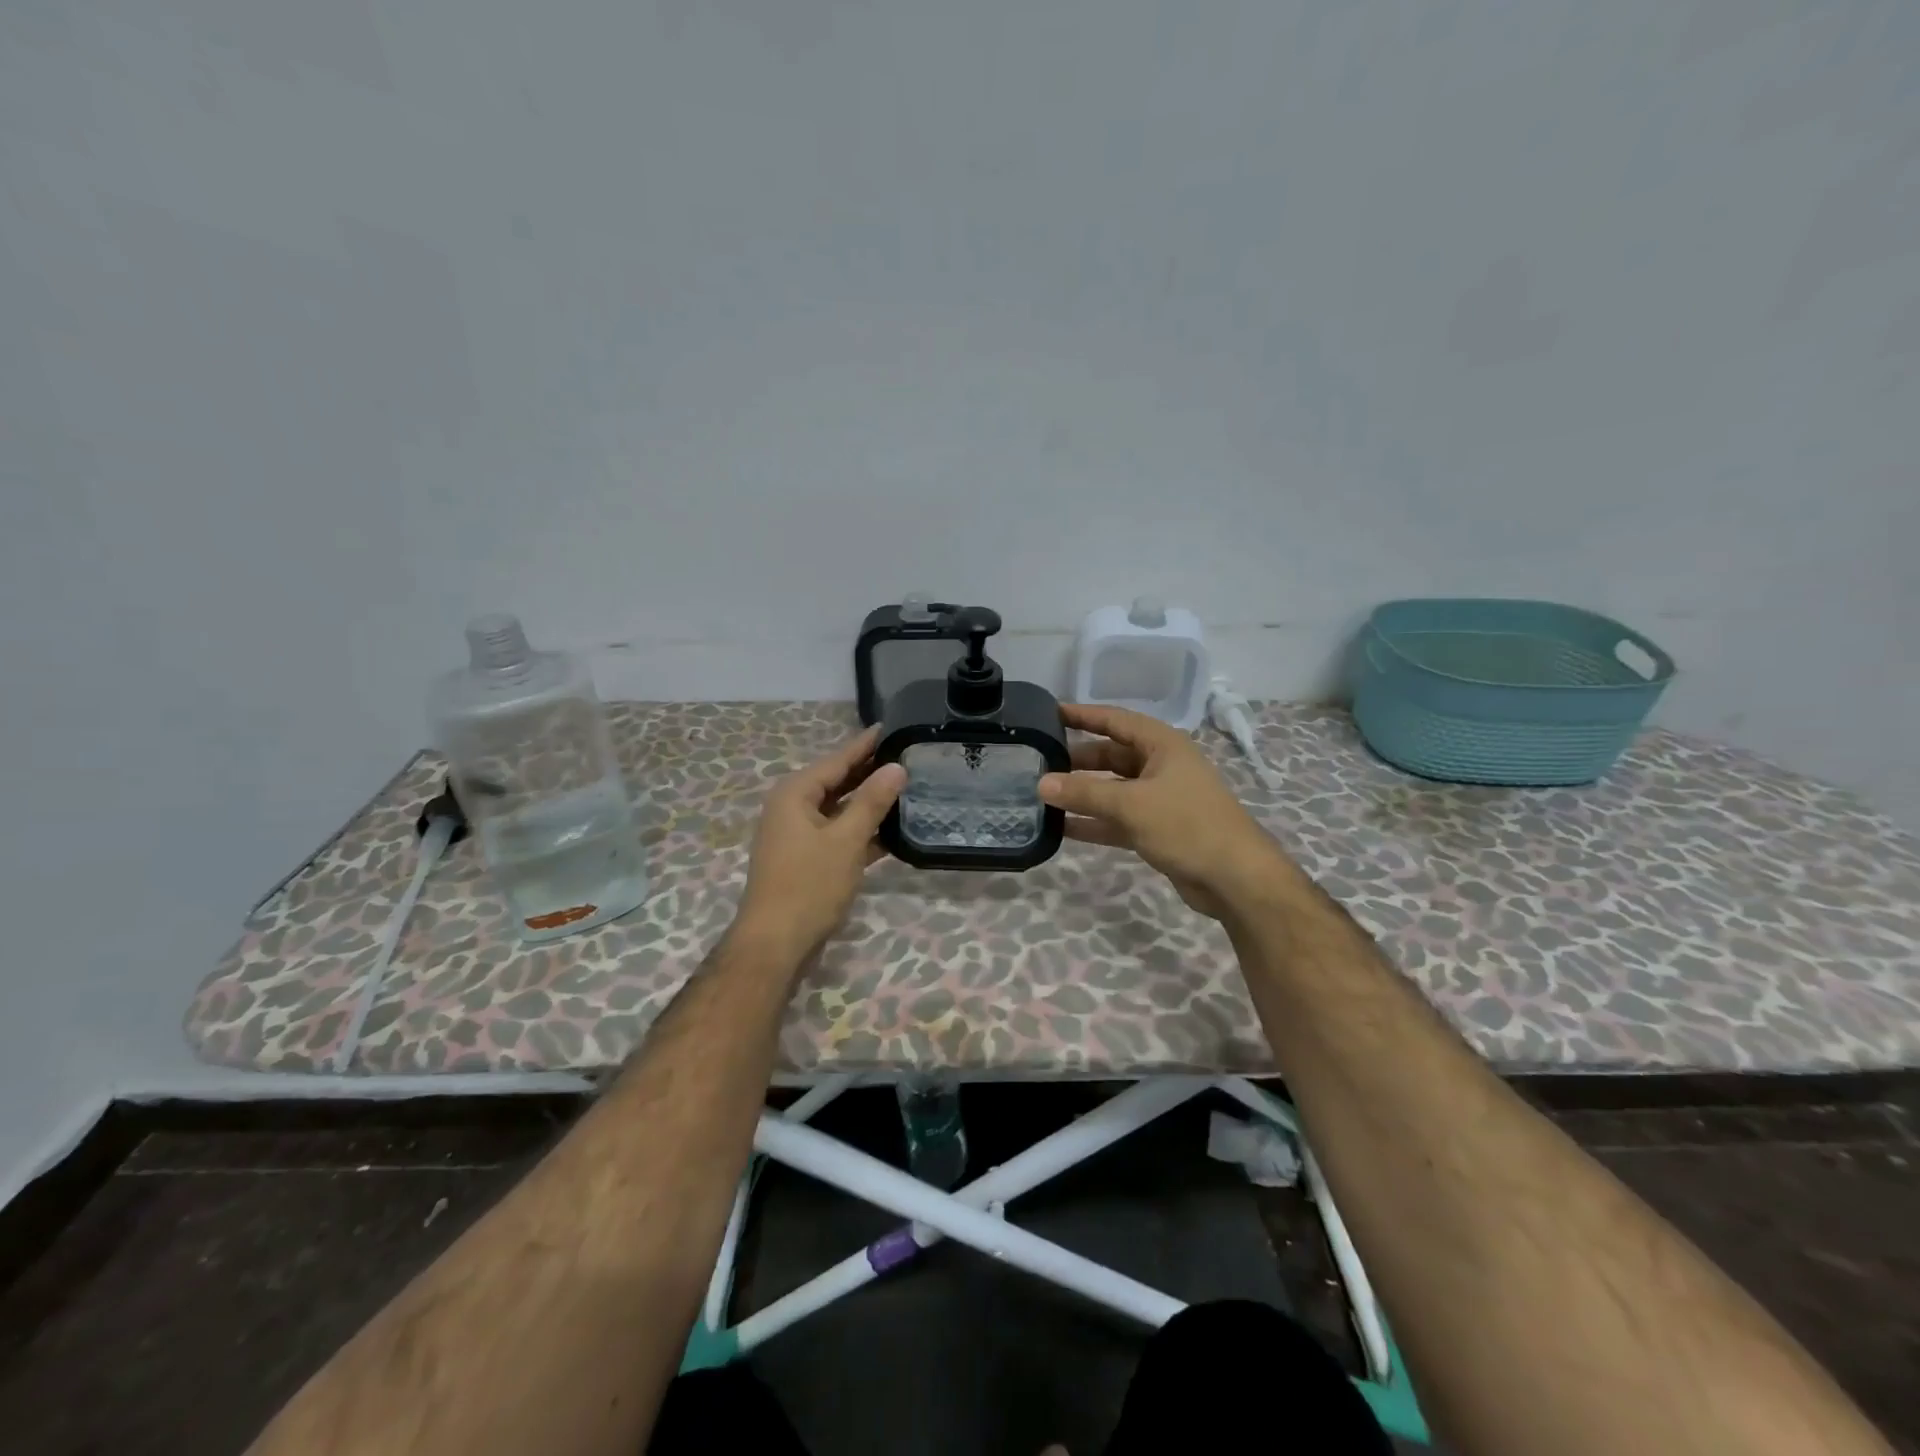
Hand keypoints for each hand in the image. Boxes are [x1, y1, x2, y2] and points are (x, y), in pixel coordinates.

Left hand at [738, 726, 905, 956]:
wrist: (775, 944)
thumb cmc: (809, 885)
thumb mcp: (846, 840)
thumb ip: (872, 801)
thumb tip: (896, 767)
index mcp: (795, 794)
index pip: (837, 759)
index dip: (865, 745)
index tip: (891, 726)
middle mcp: (792, 808)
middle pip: (837, 782)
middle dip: (869, 772)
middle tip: (907, 756)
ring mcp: (798, 836)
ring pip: (839, 810)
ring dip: (868, 803)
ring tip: (907, 789)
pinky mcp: (806, 860)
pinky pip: (837, 834)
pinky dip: (861, 831)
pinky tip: (892, 831)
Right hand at [1038, 703, 1283, 918]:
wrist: (1235, 879)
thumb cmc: (1187, 826)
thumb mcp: (1131, 805)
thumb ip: (1084, 793)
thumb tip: (1041, 783)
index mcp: (1162, 745)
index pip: (1115, 720)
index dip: (1082, 715)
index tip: (1049, 713)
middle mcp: (1161, 766)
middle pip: (1111, 755)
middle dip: (1077, 760)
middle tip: (1038, 762)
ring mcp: (1159, 798)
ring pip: (1112, 789)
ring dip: (1082, 793)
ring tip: (1043, 795)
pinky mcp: (1157, 828)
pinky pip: (1117, 818)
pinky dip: (1094, 821)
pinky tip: (1062, 828)